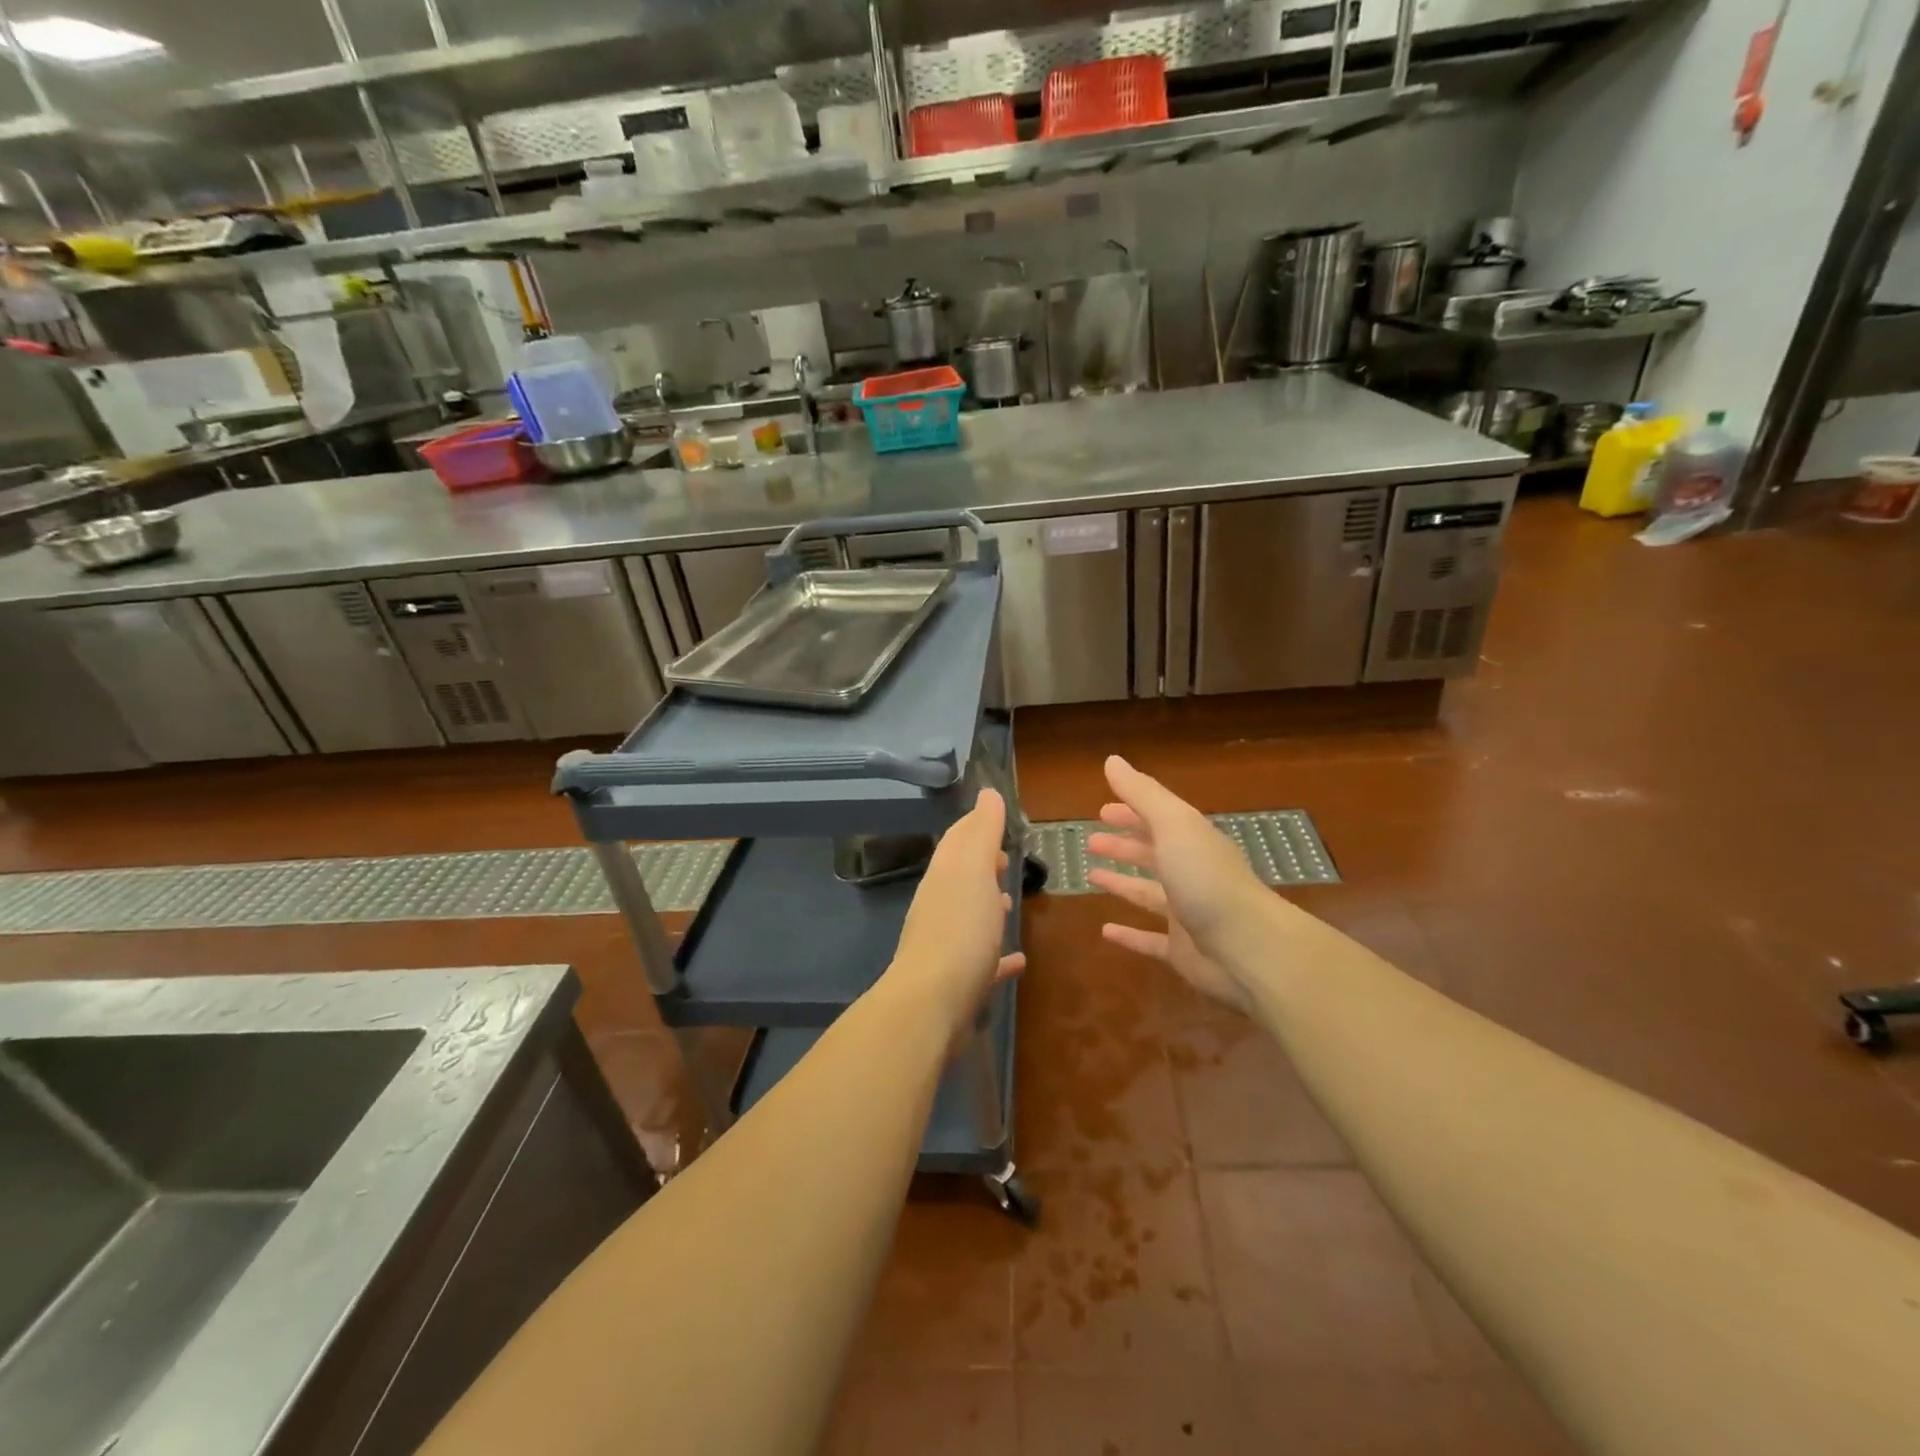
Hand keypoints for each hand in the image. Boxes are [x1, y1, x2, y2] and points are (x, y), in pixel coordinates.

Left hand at [887, 787, 1025, 1043]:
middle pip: (961, 877)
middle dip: (981, 864)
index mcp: (944, 876)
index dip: (976, 824)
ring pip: (968, 916)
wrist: (932, 1003)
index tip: (998, 817)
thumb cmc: (959, 929)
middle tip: (1006, 858)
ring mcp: (947, 944)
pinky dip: (999, 955)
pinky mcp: (959, 981)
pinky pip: (983, 961)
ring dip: (986, 905)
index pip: (958, 839)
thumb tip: (987, 793)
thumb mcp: (974, 870)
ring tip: (1010, 902)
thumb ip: (982, 832)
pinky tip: (1019, 960)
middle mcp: (940, 905)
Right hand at [1087, 755, 1267, 1013]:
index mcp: (1193, 841)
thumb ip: (1142, 794)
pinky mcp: (1183, 950)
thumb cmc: (1207, 879)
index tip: (1101, 810)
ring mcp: (1188, 913)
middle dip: (1124, 844)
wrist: (1249, 949)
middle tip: (1091, 841)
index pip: (1158, 819)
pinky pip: (1150, 939)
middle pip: (1153, 853)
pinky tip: (1106, 931)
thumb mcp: (1173, 825)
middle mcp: (1191, 873)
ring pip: (1148, 893)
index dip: (1130, 812)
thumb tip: (1111, 760)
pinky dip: (1129, 934)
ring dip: (1121, 883)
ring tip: (1091, 876)